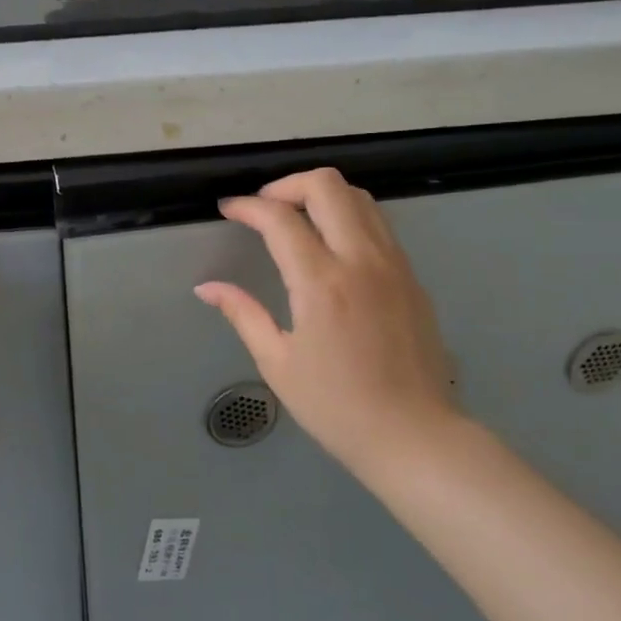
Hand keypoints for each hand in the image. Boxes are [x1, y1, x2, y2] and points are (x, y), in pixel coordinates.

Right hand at [195, 168, 460, 484]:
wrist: (414, 435)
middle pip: (327, 185)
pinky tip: (330, 245)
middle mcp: (361, 260)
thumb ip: (242, 314)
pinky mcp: (412, 276)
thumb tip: (206, 287)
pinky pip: (379, 224)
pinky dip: (348, 216)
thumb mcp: (277, 363)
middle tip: (264, 208)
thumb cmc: (336, 406)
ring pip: (360, 197)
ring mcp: (393, 264)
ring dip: (321, 195)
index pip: (280, 218)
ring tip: (296, 218)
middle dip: (287, 184)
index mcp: (321, 283)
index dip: (247, 207)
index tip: (228, 210)